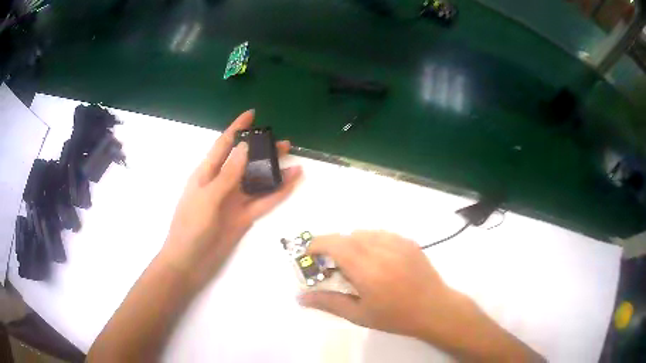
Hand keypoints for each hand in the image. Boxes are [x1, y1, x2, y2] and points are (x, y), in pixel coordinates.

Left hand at [160, 110, 301, 289]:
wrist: (189, 262)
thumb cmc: (190, 227)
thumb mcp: (207, 197)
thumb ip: (227, 174)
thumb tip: (245, 148)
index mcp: (207, 173)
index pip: (224, 144)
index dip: (237, 128)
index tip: (252, 114)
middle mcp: (222, 183)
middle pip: (246, 161)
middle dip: (263, 150)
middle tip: (285, 143)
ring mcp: (234, 201)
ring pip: (258, 181)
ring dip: (274, 172)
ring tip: (295, 162)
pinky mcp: (244, 217)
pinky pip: (263, 202)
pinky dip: (278, 192)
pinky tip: (292, 183)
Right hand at [298, 231, 469, 340]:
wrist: (434, 309)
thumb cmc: (396, 317)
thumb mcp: (359, 315)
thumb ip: (328, 303)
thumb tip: (300, 297)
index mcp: (367, 270)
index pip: (334, 244)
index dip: (316, 245)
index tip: (309, 256)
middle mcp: (381, 249)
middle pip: (346, 236)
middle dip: (333, 247)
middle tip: (332, 267)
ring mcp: (397, 242)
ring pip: (363, 233)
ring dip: (351, 244)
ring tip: (356, 265)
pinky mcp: (408, 241)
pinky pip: (381, 234)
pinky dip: (370, 242)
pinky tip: (376, 261)